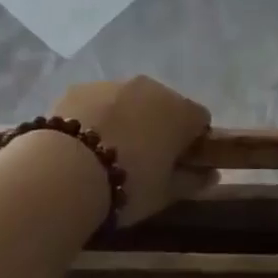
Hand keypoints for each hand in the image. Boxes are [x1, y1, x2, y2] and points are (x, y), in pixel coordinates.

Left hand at [51, 75, 213, 224]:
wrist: (65, 171)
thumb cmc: (127, 184)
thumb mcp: (165, 193)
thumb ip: (192, 181)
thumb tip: (212, 174)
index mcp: (179, 111)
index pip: (199, 119)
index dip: (192, 141)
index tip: (179, 163)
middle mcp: (150, 88)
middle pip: (163, 104)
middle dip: (158, 125)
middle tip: (142, 158)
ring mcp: (112, 84)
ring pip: (128, 100)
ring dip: (126, 118)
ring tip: (106, 151)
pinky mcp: (79, 88)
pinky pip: (97, 101)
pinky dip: (95, 116)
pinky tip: (81, 143)